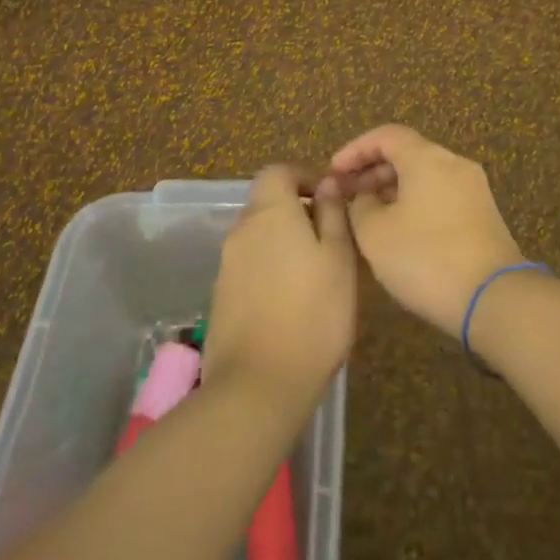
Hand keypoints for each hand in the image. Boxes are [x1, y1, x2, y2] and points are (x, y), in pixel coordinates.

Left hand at [203, 167, 357, 413]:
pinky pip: (249, 266)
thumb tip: (327, 184)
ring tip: (315, 273)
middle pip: (266, 203)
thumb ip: (333, 214)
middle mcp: (242, 231)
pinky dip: (269, 269)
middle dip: (296, 211)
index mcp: (270, 212)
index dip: (303, 177)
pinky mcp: (221, 298)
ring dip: (283, 242)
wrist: (258, 387)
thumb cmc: (313, 313)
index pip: (277, 172)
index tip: (329, 199)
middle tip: (329, 239)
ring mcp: (227, 266)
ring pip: (258, 236)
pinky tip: (292, 301)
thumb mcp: (339, 258)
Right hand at [329, 125, 524, 339]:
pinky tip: (400, 230)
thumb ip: (360, 206)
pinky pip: (441, 194)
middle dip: (373, 170)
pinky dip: (415, 201)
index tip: (333, 173)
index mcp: (427, 157)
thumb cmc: (426, 258)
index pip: (386, 135)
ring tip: (369, 215)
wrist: (494, 298)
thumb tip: (365, 196)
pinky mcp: (483, 214)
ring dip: (394, 188)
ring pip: (425, 175)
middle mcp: (454, 163)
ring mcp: (473, 188)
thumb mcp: (376, 234)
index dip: (355, 150)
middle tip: (347, 195)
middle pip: (408, 153)